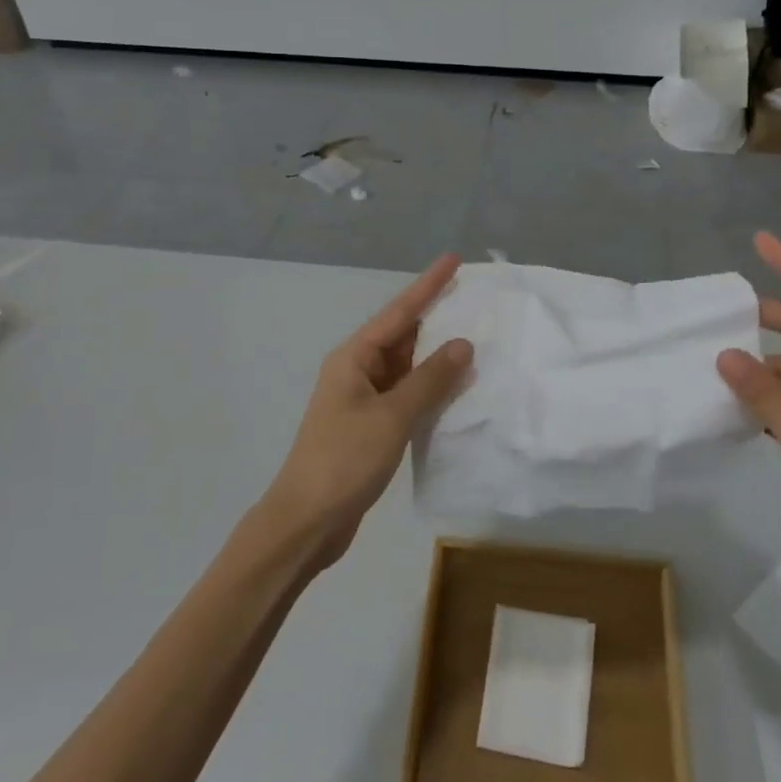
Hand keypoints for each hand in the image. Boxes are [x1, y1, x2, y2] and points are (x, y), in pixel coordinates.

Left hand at [259, 255, 473, 571]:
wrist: (306, 522)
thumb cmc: (344, 461)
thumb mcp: (391, 417)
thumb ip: (429, 380)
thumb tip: (462, 344)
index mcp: (354, 358)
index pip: (399, 312)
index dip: (428, 285)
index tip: (453, 260)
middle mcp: (357, 371)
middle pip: (401, 335)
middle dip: (435, 317)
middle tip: (473, 299)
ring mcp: (362, 400)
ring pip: (405, 366)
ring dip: (435, 355)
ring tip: (474, 336)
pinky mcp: (370, 426)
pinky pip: (405, 395)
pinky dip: (429, 388)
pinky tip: (455, 387)